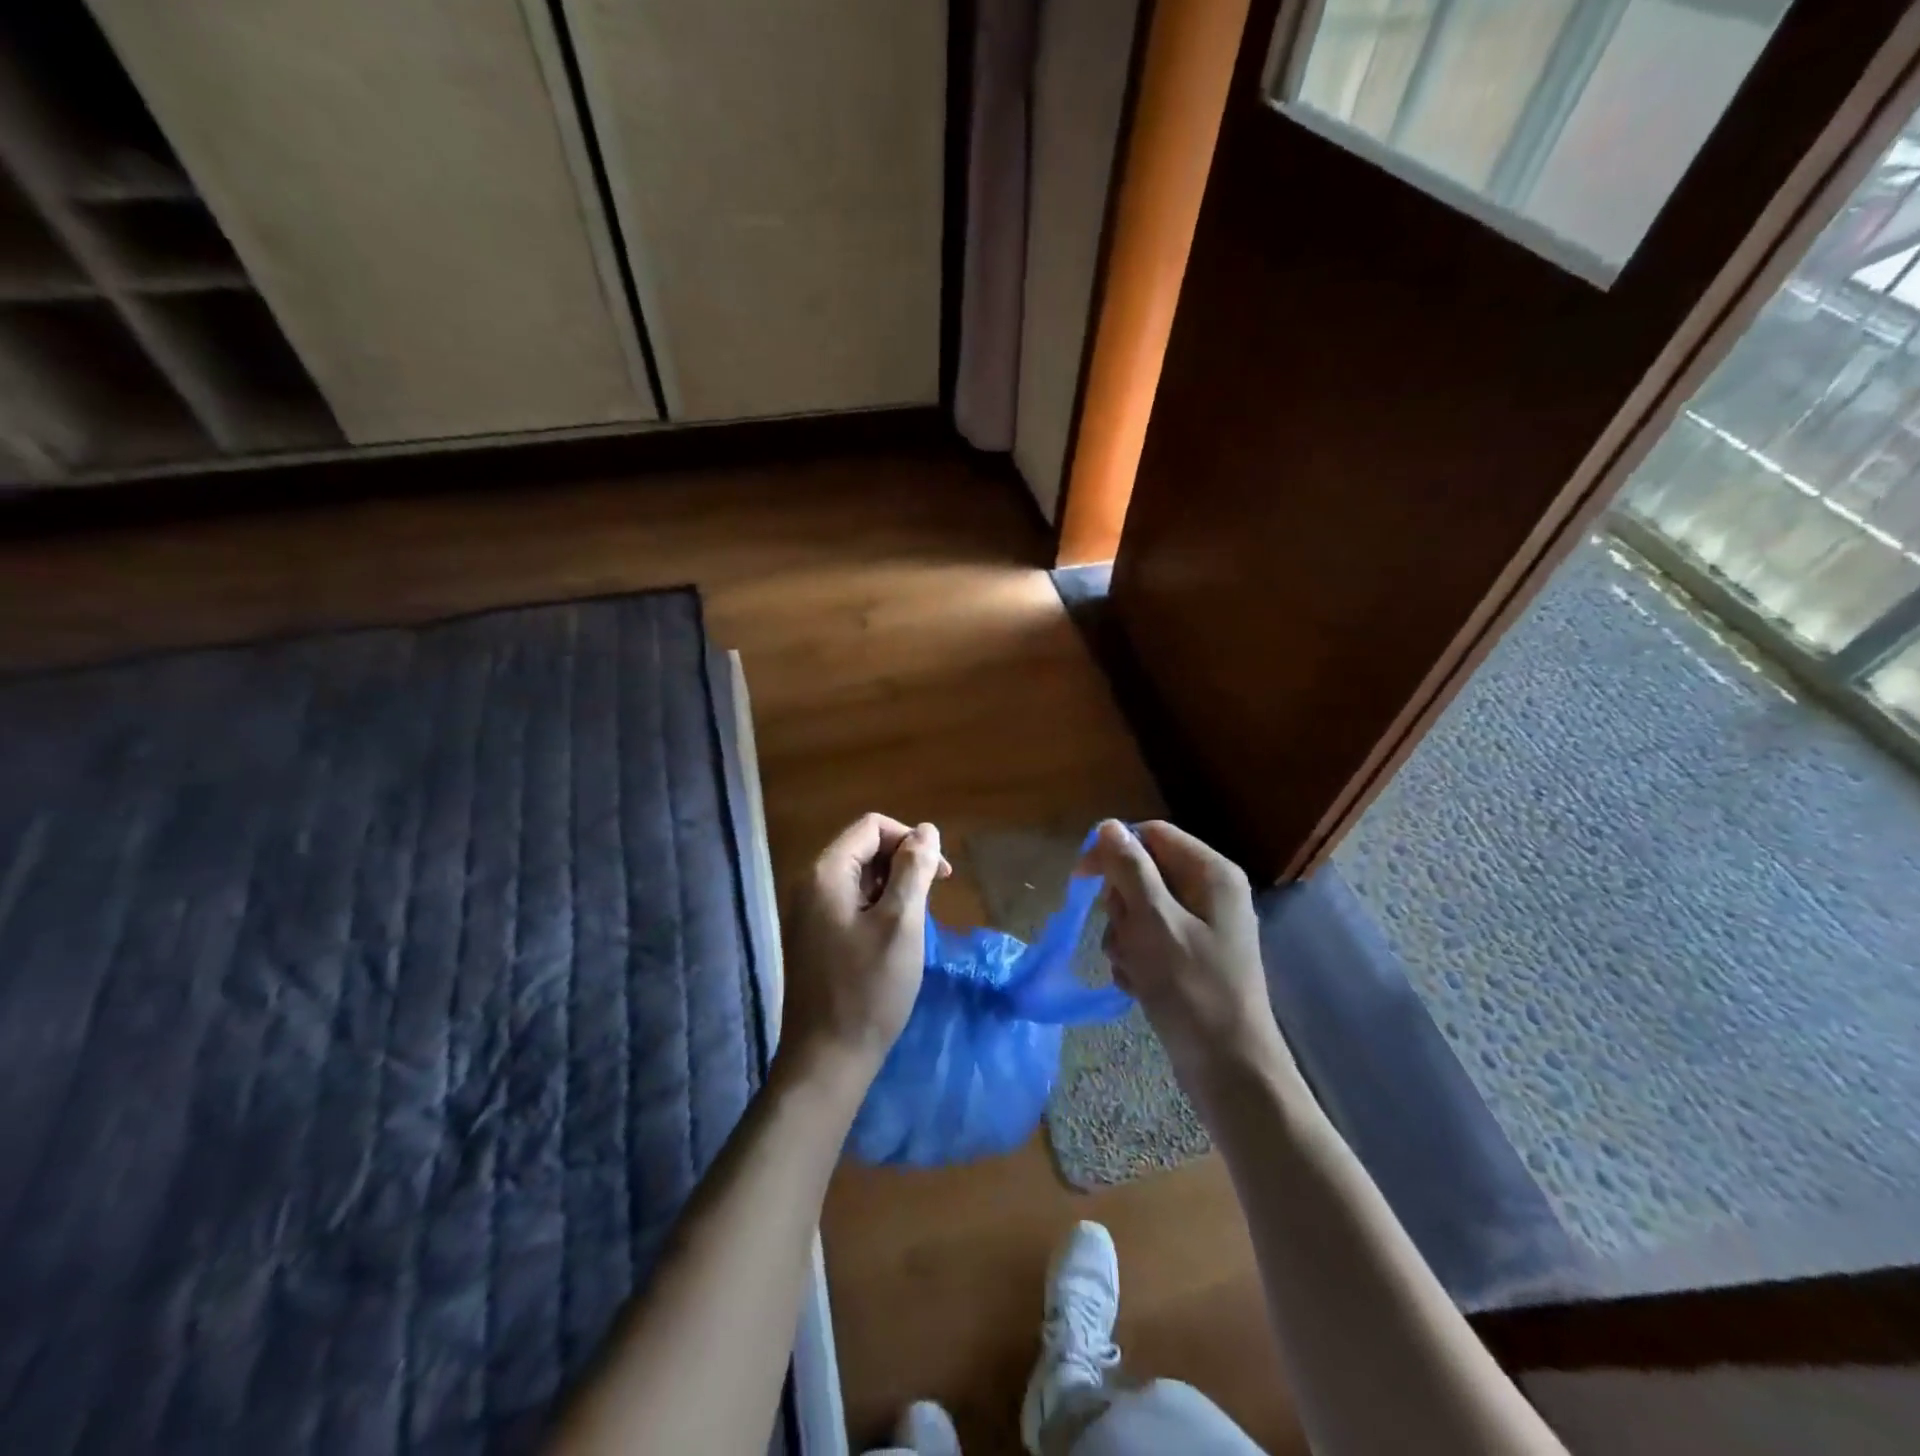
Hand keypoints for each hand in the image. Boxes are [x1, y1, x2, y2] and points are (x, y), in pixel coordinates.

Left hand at [778, 814, 950, 1091]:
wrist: (826, 1059)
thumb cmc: (868, 989)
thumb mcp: (901, 923)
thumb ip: (914, 870)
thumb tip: (927, 830)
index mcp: (826, 873)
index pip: (872, 827)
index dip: (911, 840)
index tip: (940, 874)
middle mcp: (811, 884)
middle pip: (864, 848)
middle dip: (904, 863)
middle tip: (933, 900)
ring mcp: (809, 912)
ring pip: (860, 877)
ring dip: (894, 887)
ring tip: (916, 923)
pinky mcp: (815, 936)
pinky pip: (851, 903)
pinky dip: (878, 908)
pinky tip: (895, 938)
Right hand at [1081, 819, 1292, 1096]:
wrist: (1230, 1069)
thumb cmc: (1192, 989)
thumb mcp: (1153, 923)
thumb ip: (1129, 870)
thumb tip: (1108, 826)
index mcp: (1210, 872)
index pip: (1150, 835)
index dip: (1113, 851)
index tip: (1082, 880)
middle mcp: (1209, 891)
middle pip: (1142, 872)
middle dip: (1121, 906)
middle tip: (1127, 938)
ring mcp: (1201, 926)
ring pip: (1139, 909)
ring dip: (1124, 937)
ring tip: (1135, 969)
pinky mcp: (1190, 956)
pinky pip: (1148, 939)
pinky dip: (1136, 959)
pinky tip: (1139, 985)